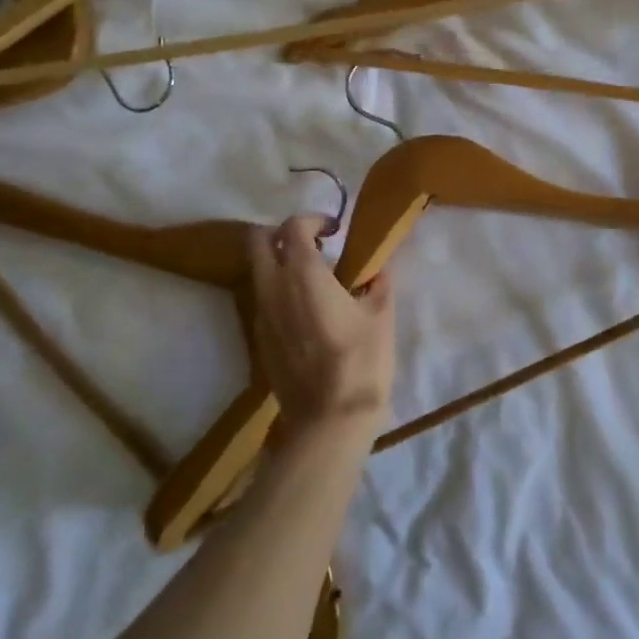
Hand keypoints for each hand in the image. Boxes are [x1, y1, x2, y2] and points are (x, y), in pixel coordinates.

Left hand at [247, 216, 396, 429]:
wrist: (329, 419)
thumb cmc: (361, 360)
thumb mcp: (381, 316)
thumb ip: (378, 284)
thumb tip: (377, 272)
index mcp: (303, 274)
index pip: (293, 227)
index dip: (314, 219)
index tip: (335, 230)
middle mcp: (273, 288)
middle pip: (258, 241)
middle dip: (281, 233)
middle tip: (313, 244)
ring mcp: (261, 315)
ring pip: (257, 272)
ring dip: (278, 263)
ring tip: (313, 279)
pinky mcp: (259, 340)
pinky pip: (262, 300)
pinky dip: (278, 291)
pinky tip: (307, 311)